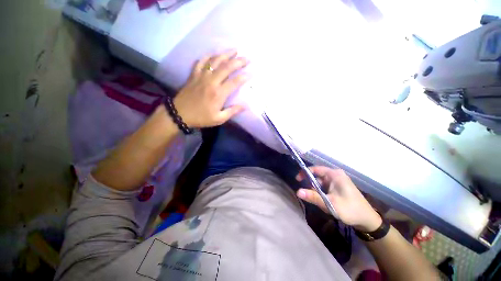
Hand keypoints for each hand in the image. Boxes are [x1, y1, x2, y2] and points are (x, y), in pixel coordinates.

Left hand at [173, 50, 249, 127]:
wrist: (180, 114)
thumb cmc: (201, 117)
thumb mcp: (219, 119)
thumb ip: (232, 111)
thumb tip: (245, 106)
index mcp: (218, 94)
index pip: (234, 82)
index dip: (244, 77)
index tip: (251, 73)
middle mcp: (211, 82)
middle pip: (227, 67)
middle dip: (238, 61)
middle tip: (247, 58)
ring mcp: (202, 76)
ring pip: (215, 61)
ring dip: (226, 54)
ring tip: (234, 50)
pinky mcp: (194, 75)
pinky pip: (201, 61)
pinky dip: (208, 56)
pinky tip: (214, 54)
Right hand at [296, 166, 381, 231]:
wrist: (367, 220)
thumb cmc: (350, 209)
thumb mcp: (330, 203)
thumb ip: (313, 197)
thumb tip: (297, 191)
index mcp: (334, 175)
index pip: (315, 169)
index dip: (305, 173)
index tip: (298, 180)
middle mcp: (336, 175)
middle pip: (317, 176)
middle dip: (312, 185)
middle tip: (310, 195)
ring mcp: (338, 181)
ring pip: (321, 182)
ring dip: (317, 191)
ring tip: (320, 201)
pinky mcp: (339, 187)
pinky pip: (326, 187)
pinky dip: (322, 193)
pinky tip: (325, 201)